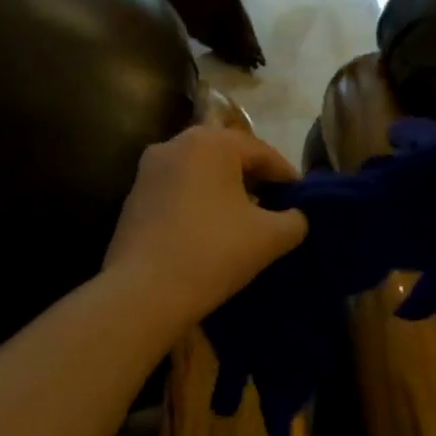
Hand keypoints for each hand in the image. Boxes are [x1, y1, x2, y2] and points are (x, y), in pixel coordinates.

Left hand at [104, 126, 307, 331]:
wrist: (143, 293)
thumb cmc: (213, 253)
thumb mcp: (269, 238)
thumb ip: (294, 220)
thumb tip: (295, 216)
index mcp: (211, 142)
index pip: (261, 152)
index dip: (286, 175)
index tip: (302, 198)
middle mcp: (175, 144)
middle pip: (227, 155)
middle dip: (253, 178)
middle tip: (275, 204)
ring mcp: (148, 170)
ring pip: (199, 172)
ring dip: (224, 190)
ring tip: (243, 218)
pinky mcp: (133, 197)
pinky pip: (177, 190)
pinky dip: (198, 202)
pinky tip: (209, 229)